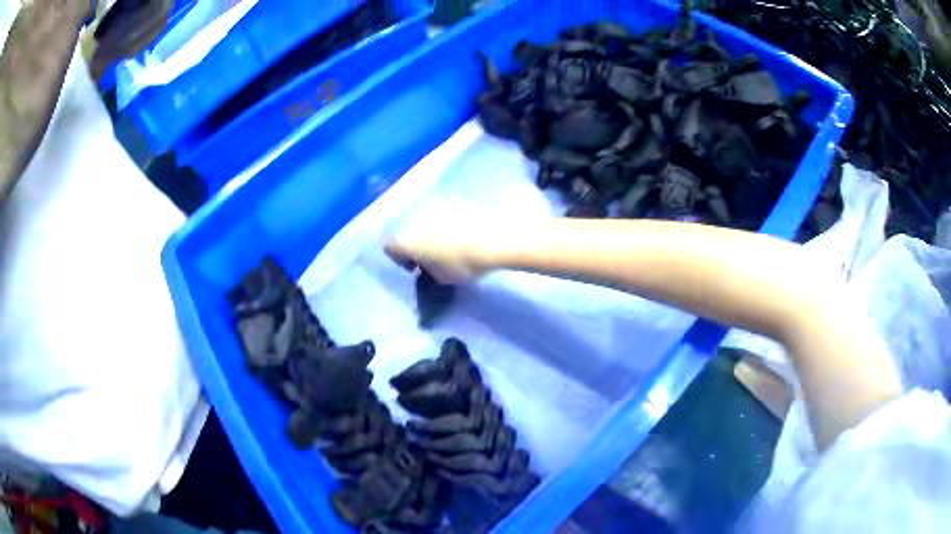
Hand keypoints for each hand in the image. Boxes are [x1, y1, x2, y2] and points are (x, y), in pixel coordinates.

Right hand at [384, 207, 518, 284]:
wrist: (494, 236)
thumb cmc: (462, 263)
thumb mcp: (441, 278)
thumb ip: (429, 271)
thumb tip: (431, 265)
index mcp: (405, 238)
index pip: (389, 247)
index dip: (399, 259)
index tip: (415, 268)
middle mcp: (414, 217)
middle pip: (407, 230)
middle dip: (416, 242)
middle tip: (431, 257)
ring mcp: (436, 205)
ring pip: (426, 219)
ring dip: (432, 231)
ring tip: (450, 244)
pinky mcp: (456, 199)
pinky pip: (445, 213)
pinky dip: (450, 223)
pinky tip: (464, 234)